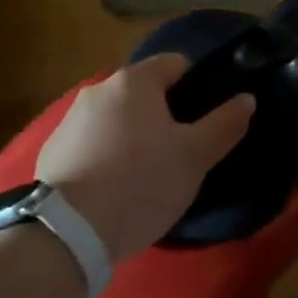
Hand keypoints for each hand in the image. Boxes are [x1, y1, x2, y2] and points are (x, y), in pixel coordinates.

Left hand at [35, 55, 255, 263]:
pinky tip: (111, 191)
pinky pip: (90, 144)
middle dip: (162, 115)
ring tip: (143, 177)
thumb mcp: (195, 157)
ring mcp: (69, 120)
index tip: (202, 122)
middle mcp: (99, 89)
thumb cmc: (141, 183)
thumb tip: (246, 98)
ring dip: (130, 136)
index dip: (195, 87)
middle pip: (143, 92)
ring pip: (115, 119)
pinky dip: (104, 157)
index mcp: (135, 81)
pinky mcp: (50, 152)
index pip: (176, 64)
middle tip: (177, 154)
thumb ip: (224, 123)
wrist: (68, 234)